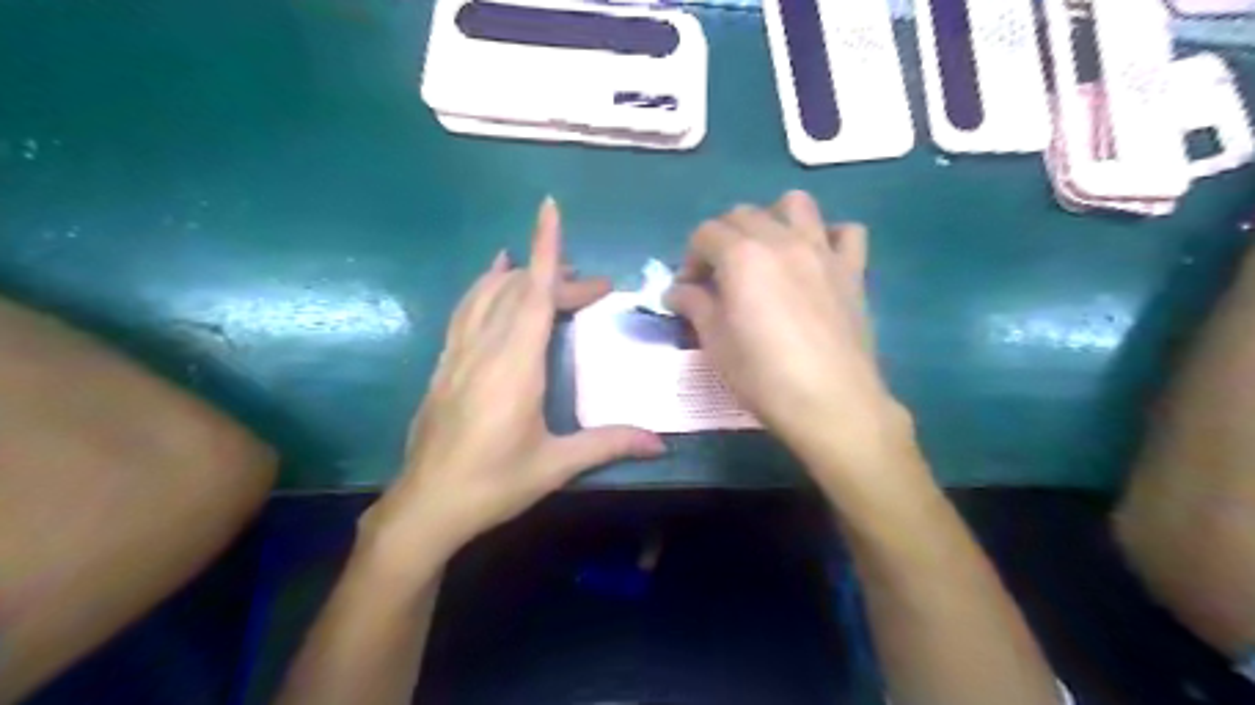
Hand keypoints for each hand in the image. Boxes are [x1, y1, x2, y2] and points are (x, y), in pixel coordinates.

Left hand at [364, 199, 665, 562]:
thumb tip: (661, 442)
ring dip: (518, 274)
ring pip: (486, 294)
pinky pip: (466, 311)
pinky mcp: (445, 366)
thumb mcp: (555, 465)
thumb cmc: (493, 483)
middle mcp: (484, 349)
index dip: (545, 249)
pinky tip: (490, 281)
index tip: (550, 209)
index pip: (533, 294)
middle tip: (594, 287)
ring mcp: (458, 354)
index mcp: (515, 366)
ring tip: (546, 268)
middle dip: (557, 275)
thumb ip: (608, 444)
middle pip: (519, 291)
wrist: (426, 506)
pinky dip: (483, 288)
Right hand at [667, 190, 914, 481]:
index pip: (705, 233)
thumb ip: (695, 305)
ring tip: (766, 253)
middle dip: (722, 238)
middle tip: (719, 277)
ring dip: (773, 219)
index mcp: (742, 256)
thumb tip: (677, 291)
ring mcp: (822, 251)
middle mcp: (781, 240)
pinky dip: (828, 237)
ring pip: (795, 205)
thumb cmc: (763, 376)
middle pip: (743, 214)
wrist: (830, 402)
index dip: (690, 259)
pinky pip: (845, 232)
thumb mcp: (715, 343)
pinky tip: (816, 260)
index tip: (688, 290)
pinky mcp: (852, 271)